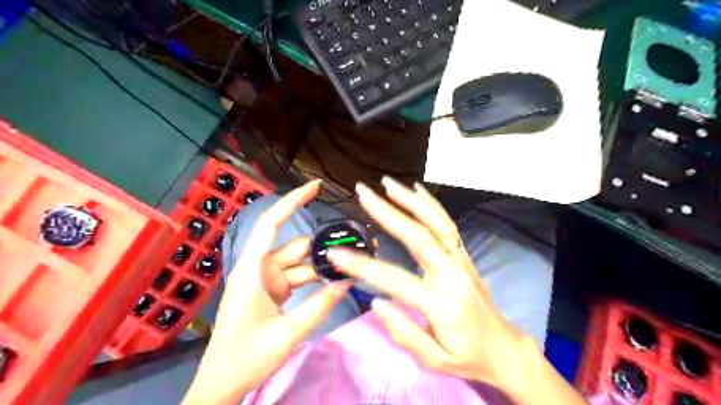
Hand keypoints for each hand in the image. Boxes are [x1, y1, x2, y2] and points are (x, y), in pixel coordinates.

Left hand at [184, 180, 352, 404]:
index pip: (271, 224)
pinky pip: (298, 277)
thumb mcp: (287, 333)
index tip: (315, 186)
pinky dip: (316, 278)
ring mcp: (267, 280)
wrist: (222, 384)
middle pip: (296, 247)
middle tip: (355, 245)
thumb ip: (320, 306)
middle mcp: (260, 268)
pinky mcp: (273, 291)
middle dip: (323, 246)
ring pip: (300, 263)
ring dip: (322, 266)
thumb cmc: (245, 357)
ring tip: (351, 265)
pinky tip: (336, 280)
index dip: (292, 201)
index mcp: (253, 270)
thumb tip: (348, 282)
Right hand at [327, 177, 534, 388]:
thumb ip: (404, 333)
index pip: (397, 280)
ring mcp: (461, 261)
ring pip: (437, 223)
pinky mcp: (463, 255)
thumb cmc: (467, 356)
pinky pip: (447, 225)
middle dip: (388, 212)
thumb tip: (376, 302)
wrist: (504, 348)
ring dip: (410, 200)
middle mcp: (453, 274)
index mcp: (442, 304)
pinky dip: (431, 205)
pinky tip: (416, 190)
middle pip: (419, 236)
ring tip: (387, 183)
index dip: (365, 267)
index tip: (338, 254)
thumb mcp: (433, 360)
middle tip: (363, 193)